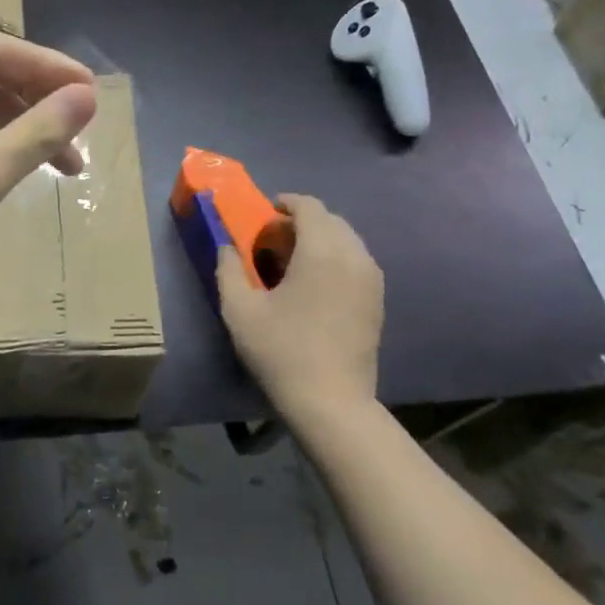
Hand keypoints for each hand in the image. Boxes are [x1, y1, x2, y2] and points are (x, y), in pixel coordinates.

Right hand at [217, 194, 383, 413]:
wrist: (331, 400)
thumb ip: (229, 269)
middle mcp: (354, 257)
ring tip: (292, 261)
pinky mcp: (377, 300)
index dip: (285, 203)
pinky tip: (314, 283)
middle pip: (331, 220)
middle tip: (272, 240)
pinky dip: (336, 258)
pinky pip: (357, 261)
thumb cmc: (281, 350)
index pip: (310, 206)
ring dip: (320, 239)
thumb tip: (227, 246)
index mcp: (322, 251)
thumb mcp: (240, 309)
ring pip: (347, 240)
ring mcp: (371, 279)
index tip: (263, 215)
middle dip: (302, 221)